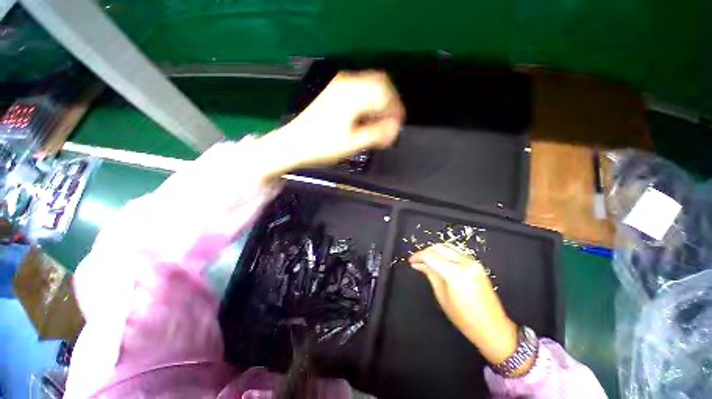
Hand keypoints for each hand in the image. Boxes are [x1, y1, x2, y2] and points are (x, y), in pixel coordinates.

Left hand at [258, 71, 404, 177]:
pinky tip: (366, 118)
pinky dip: (368, 102)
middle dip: (390, 103)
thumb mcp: (353, 144)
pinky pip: (359, 91)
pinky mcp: (333, 93)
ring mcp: (339, 86)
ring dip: (379, 103)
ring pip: (369, 87)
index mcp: (353, 94)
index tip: (398, 127)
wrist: (292, 145)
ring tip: (380, 123)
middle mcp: (347, 83)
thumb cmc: (322, 146)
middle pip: (379, 84)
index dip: (396, 110)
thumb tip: (396, 128)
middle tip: (391, 124)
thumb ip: (377, 134)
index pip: (385, 94)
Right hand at [409, 244, 518, 365]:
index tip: (411, 261)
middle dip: (425, 252)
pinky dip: (444, 253)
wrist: (493, 328)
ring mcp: (473, 262)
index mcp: (456, 273)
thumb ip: (430, 274)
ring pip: (448, 247)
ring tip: (426, 260)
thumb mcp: (442, 296)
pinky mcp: (477, 264)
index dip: (418, 256)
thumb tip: (418, 264)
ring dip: (435, 251)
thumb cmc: (464, 318)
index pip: (430, 256)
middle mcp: (465, 263)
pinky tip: (439, 261)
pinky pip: (456, 252)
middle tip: (417, 261)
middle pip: (439, 247)